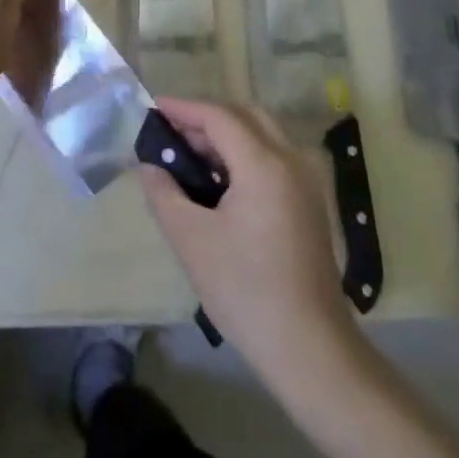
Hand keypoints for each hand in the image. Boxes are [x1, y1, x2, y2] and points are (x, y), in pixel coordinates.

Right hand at [141, 98, 357, 387]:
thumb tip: (149, 166)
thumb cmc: (245, 290)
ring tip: (189, 155)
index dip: (183, 108)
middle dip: (206, 117)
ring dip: (226, 135)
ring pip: (263, 135)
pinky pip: (273, 158)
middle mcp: (291, 161)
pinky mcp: (309, 204)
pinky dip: (244, 154)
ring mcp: (306, 183)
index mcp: (264, 164)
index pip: (218, 116)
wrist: (310, 348)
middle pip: (245, 116)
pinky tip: (219, 181)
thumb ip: (164, 193)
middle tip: (171, 133)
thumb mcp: (191, 239)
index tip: (152, 109)